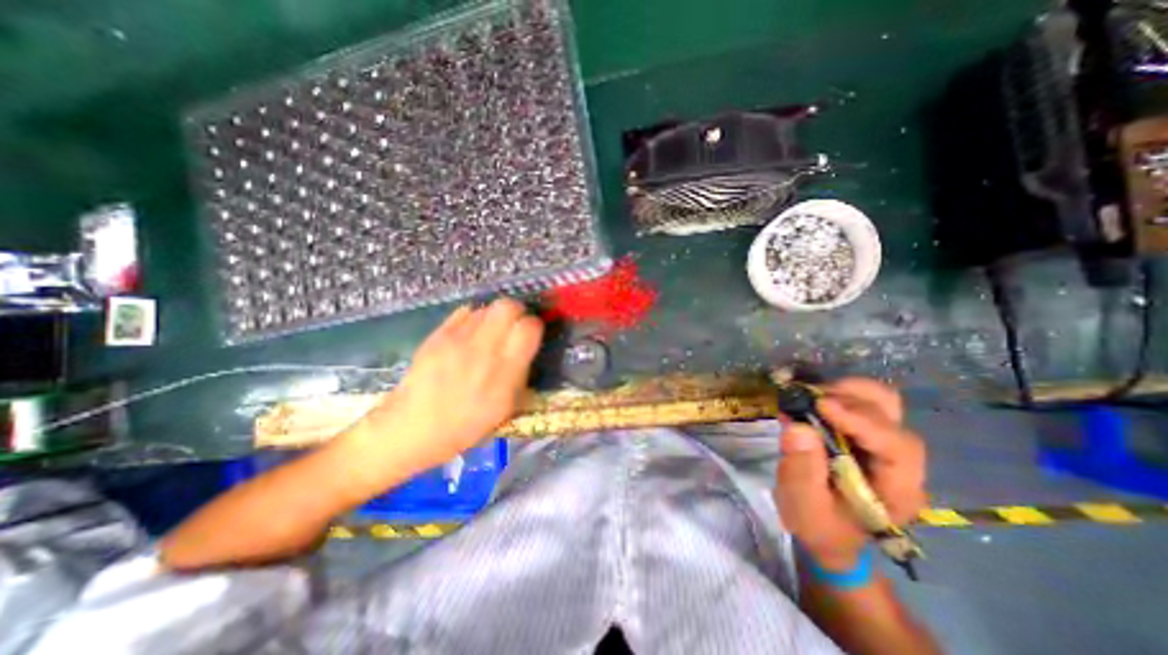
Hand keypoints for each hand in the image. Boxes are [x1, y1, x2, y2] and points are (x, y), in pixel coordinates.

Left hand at [343, 300, 542, 483]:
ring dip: (495, 317)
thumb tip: (527, 345)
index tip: (531, 335)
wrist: (411, 428)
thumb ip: (521, 371)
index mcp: (504, 372)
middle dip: (517, 311)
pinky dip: (474, 319)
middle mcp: (482, 349)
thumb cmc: (465, 425)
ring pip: (487, 307)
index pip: (529, 327)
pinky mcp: (438, 335)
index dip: (535, 326)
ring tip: (491, 334)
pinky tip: (470, 336)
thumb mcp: (506, 407)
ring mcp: (457, 339)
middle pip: (508, 306)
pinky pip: (465, 312)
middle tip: (514, 326)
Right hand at [773, 379, 931, 573]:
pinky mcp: (865, 433)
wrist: (828, 533)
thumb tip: (797, 426)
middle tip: (809, 400)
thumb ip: (802, 470)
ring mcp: (884, 442)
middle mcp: (900, 461)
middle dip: (849, 400)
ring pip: (880, 401)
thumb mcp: (804, 506)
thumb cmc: (819, 524)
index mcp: (897, 489)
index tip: (821, 405)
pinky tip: (811, 402)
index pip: (896, 446)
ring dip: (844, 392)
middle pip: (892, 414)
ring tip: (810, 398)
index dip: (860, 421)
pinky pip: (860, 402)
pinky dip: (836, 394)